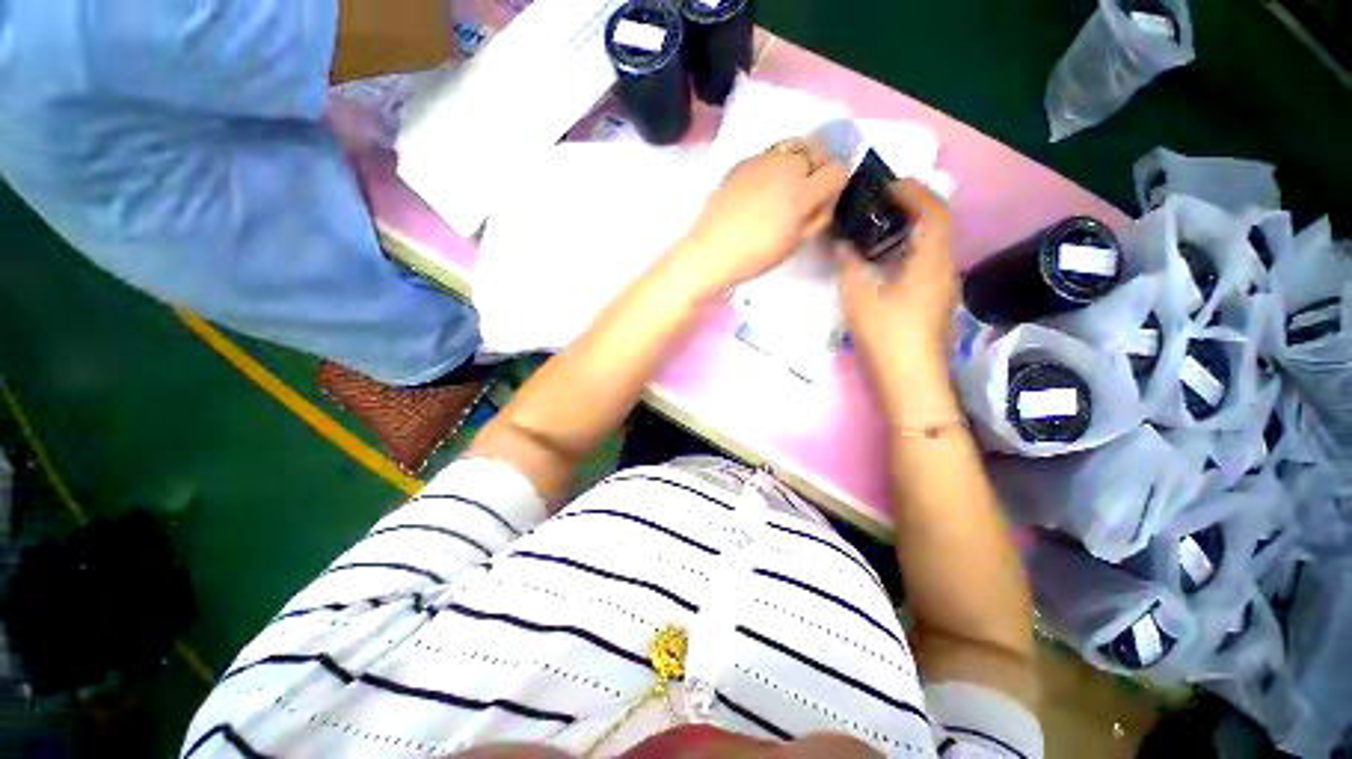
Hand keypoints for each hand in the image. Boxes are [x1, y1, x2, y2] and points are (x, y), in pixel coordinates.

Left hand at [673, 138, 848, 295]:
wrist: (710, 251)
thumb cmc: (755, 255)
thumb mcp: (795, 244)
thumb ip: (818, 217)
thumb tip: (828, 198)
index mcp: (802, 191)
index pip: (838, 170)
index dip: (836, 184)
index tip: (825, 198)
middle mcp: (786, 166)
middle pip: (818, 148)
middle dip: (820, 165)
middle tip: (808, 188)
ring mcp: (762, 160)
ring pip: (794, 145)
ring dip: (799, 159)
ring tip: (786, 184)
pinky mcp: (742, 161)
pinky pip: (770, 152)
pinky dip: (775, 163)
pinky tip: (763, 185)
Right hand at [838, 179, 958, 398]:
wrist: (910, 377)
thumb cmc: (887, 335)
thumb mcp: (860, 298)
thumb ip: (850, 265)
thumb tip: (841, 243)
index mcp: (931, 261)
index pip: (934, 212)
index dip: (914, 192)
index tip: (889, 184)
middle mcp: (945, 267)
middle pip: (939, 224)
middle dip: (915, 205)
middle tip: (883, 201)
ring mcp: (944, 285)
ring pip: (935, 243)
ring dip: (913, 227)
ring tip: (882, 224)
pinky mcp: (936, 299)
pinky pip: (929, 260)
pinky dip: (912, 247)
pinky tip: (888, 257)